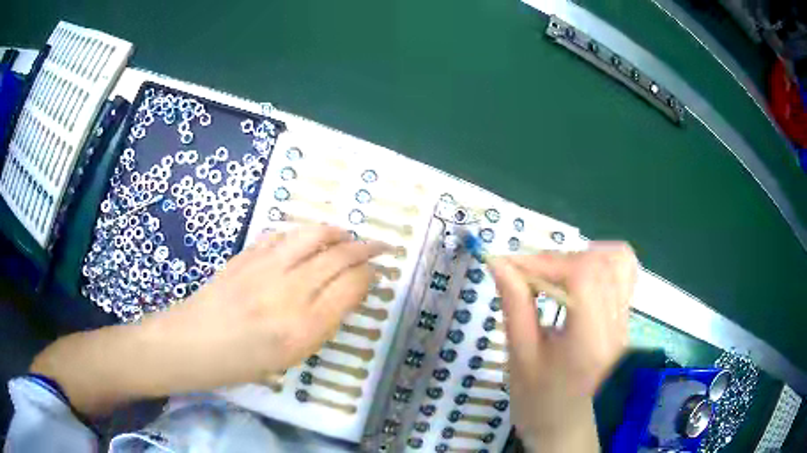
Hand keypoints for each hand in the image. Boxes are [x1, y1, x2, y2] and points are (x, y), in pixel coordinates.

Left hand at [142, 225, 390, 387]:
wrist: (194, 344)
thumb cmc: (243, 363)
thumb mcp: (292, 356)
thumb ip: (322, 322)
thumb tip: (344, 292)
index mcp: (304, 328)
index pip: (352, 287)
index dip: (371, 275)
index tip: (377, 274)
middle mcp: (289, 292)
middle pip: (339, 256)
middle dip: (367, 248)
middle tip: (380, 246)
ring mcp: (265, 268)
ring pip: (314, 235)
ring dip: (337, 232)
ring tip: (348, 235)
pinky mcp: (247, 254)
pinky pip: (283, 234)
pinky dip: (302, 233)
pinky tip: (307, 239)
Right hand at [489, 242, 637, 450]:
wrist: (568, 431)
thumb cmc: (539, 404)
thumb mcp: (521, 358)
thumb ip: (515, 305)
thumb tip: (500, 263)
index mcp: (590, 342)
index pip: (583, 276)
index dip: (545, 261)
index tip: (511, 266)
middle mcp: (616, 325)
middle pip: (600, 263)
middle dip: (557, 259)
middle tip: (528, 274)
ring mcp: (625, 321)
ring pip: (618, 262)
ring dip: (582, 257)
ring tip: (555, 274)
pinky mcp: (624, 320)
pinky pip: (622, 275)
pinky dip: (599, 265)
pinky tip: (578, 281)